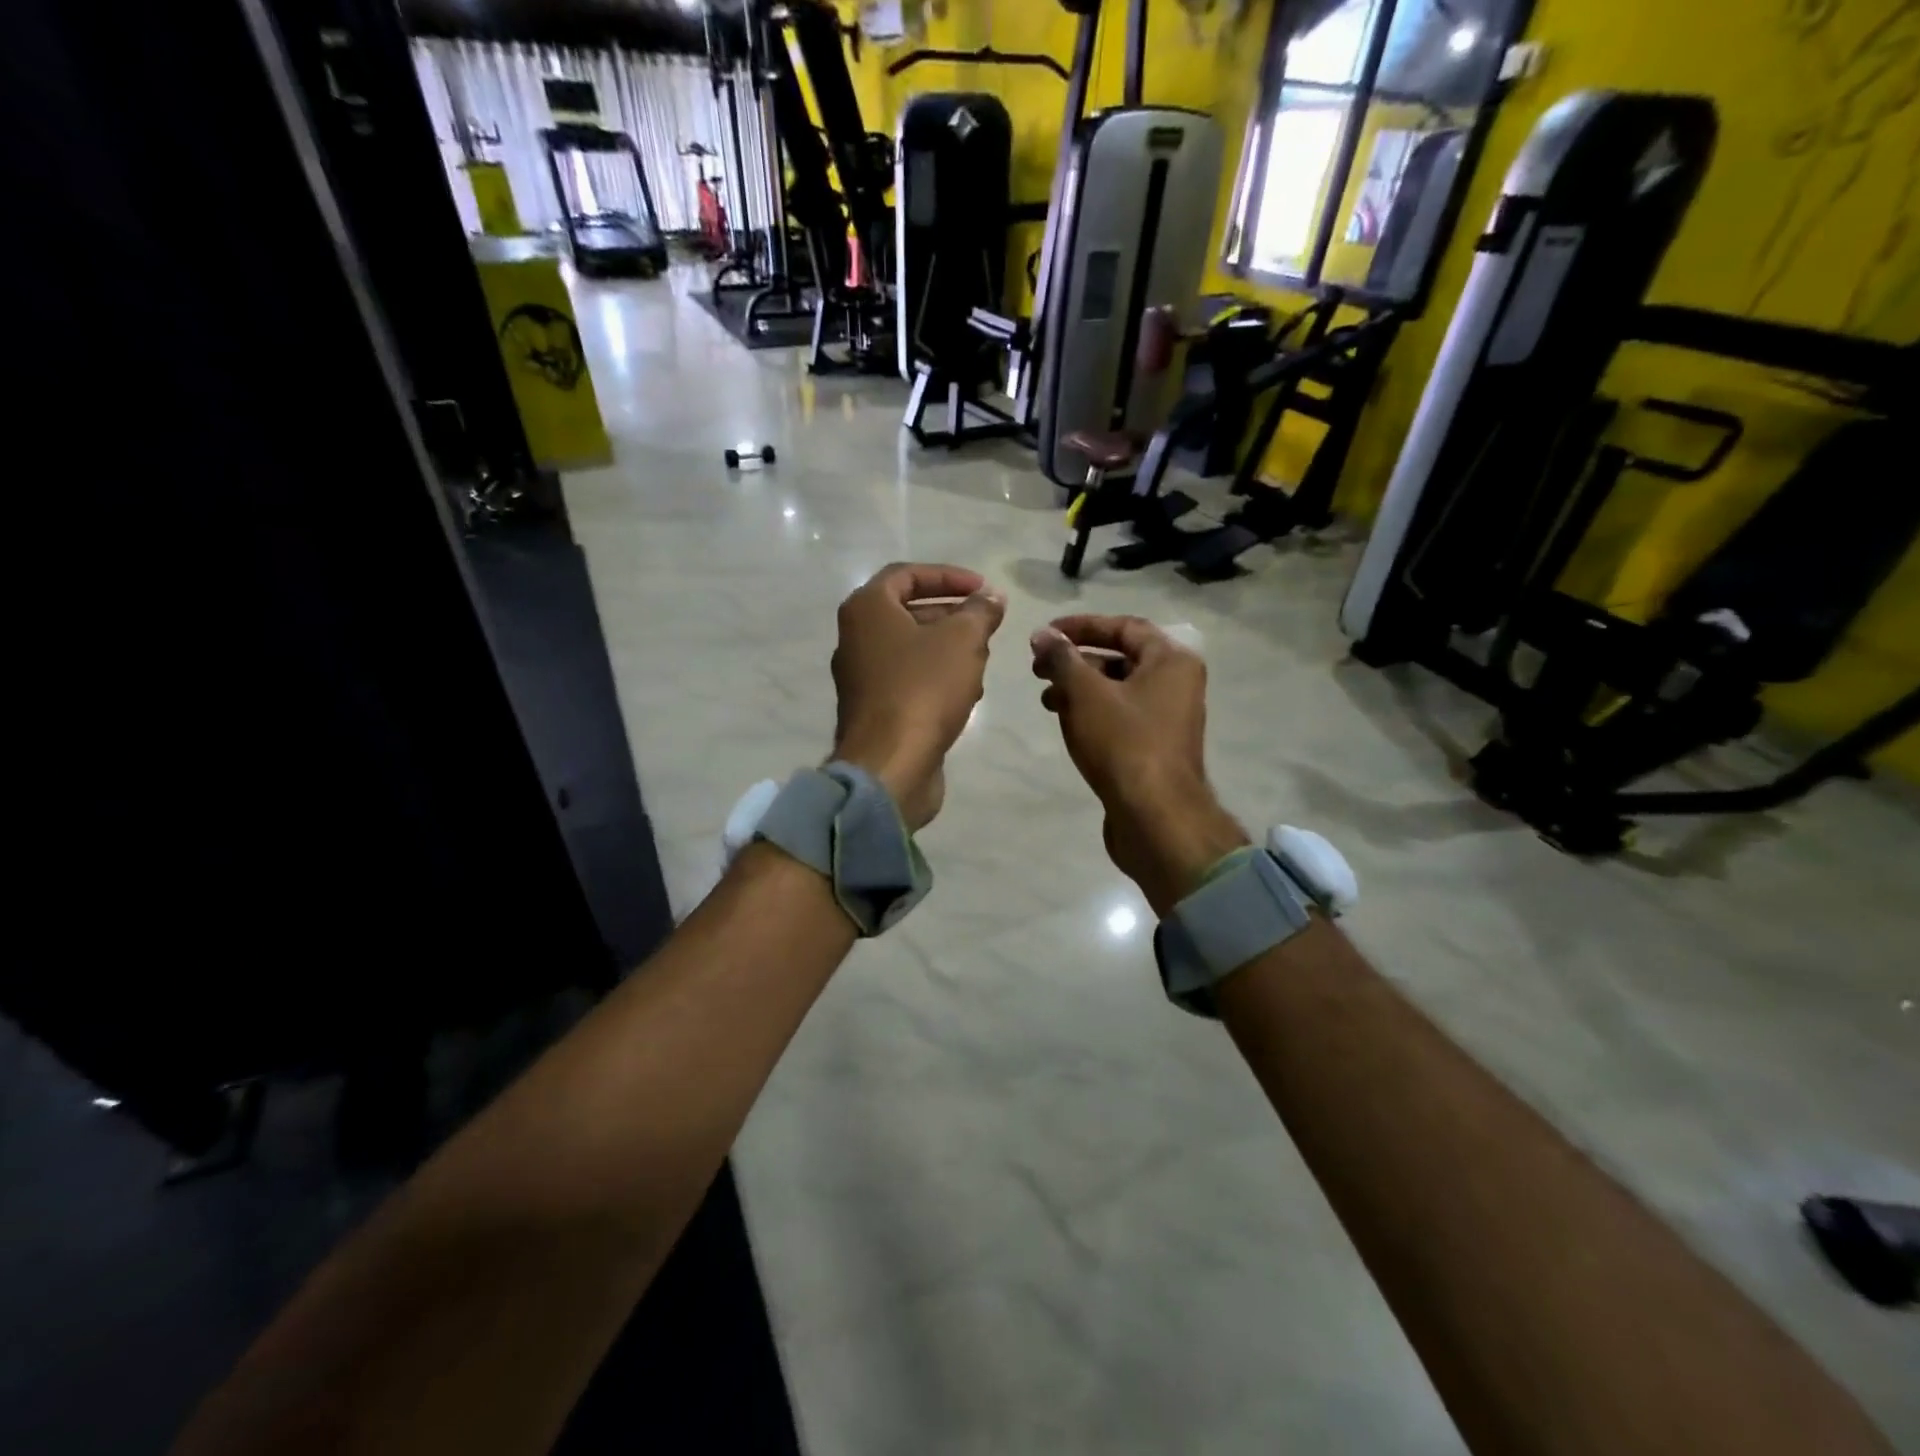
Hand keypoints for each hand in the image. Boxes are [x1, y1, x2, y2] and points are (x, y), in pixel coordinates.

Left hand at [832, 563, 1005, 829]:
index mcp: (867, 609)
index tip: (983, 589)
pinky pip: (908, 681)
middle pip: (908, 612)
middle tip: (986, 624)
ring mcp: (862, 677)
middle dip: (952, 615)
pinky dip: (937, 678)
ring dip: (948, 649)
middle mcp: (856, 638)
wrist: (890, 764)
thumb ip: (980, 612)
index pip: (907, 574)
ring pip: (911, 649)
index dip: (948, 576)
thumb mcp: (963, 640)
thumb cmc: (923, 689)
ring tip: (983, 658)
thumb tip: (992, 597)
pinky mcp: (874, 710)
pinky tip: (968, 694)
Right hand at [1031, 615, 1247, 913]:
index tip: (1046, 634)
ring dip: (1080, 688)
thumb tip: (1042, 635)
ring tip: (1047, 699)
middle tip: (1039, 668)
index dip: (1082, 626)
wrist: (1155, 817)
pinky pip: (1121, 717)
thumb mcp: (1086, 694)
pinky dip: (1093, 713)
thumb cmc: (1123, 744)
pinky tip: (1066, 724)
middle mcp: (1176, 684)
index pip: (1124, 626)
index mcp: (1171, 661)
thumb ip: (1063, 659)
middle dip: (1076, 661)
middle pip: (1121, 658)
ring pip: (1118, 690)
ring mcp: (1168, 718)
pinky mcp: (1155, 748)